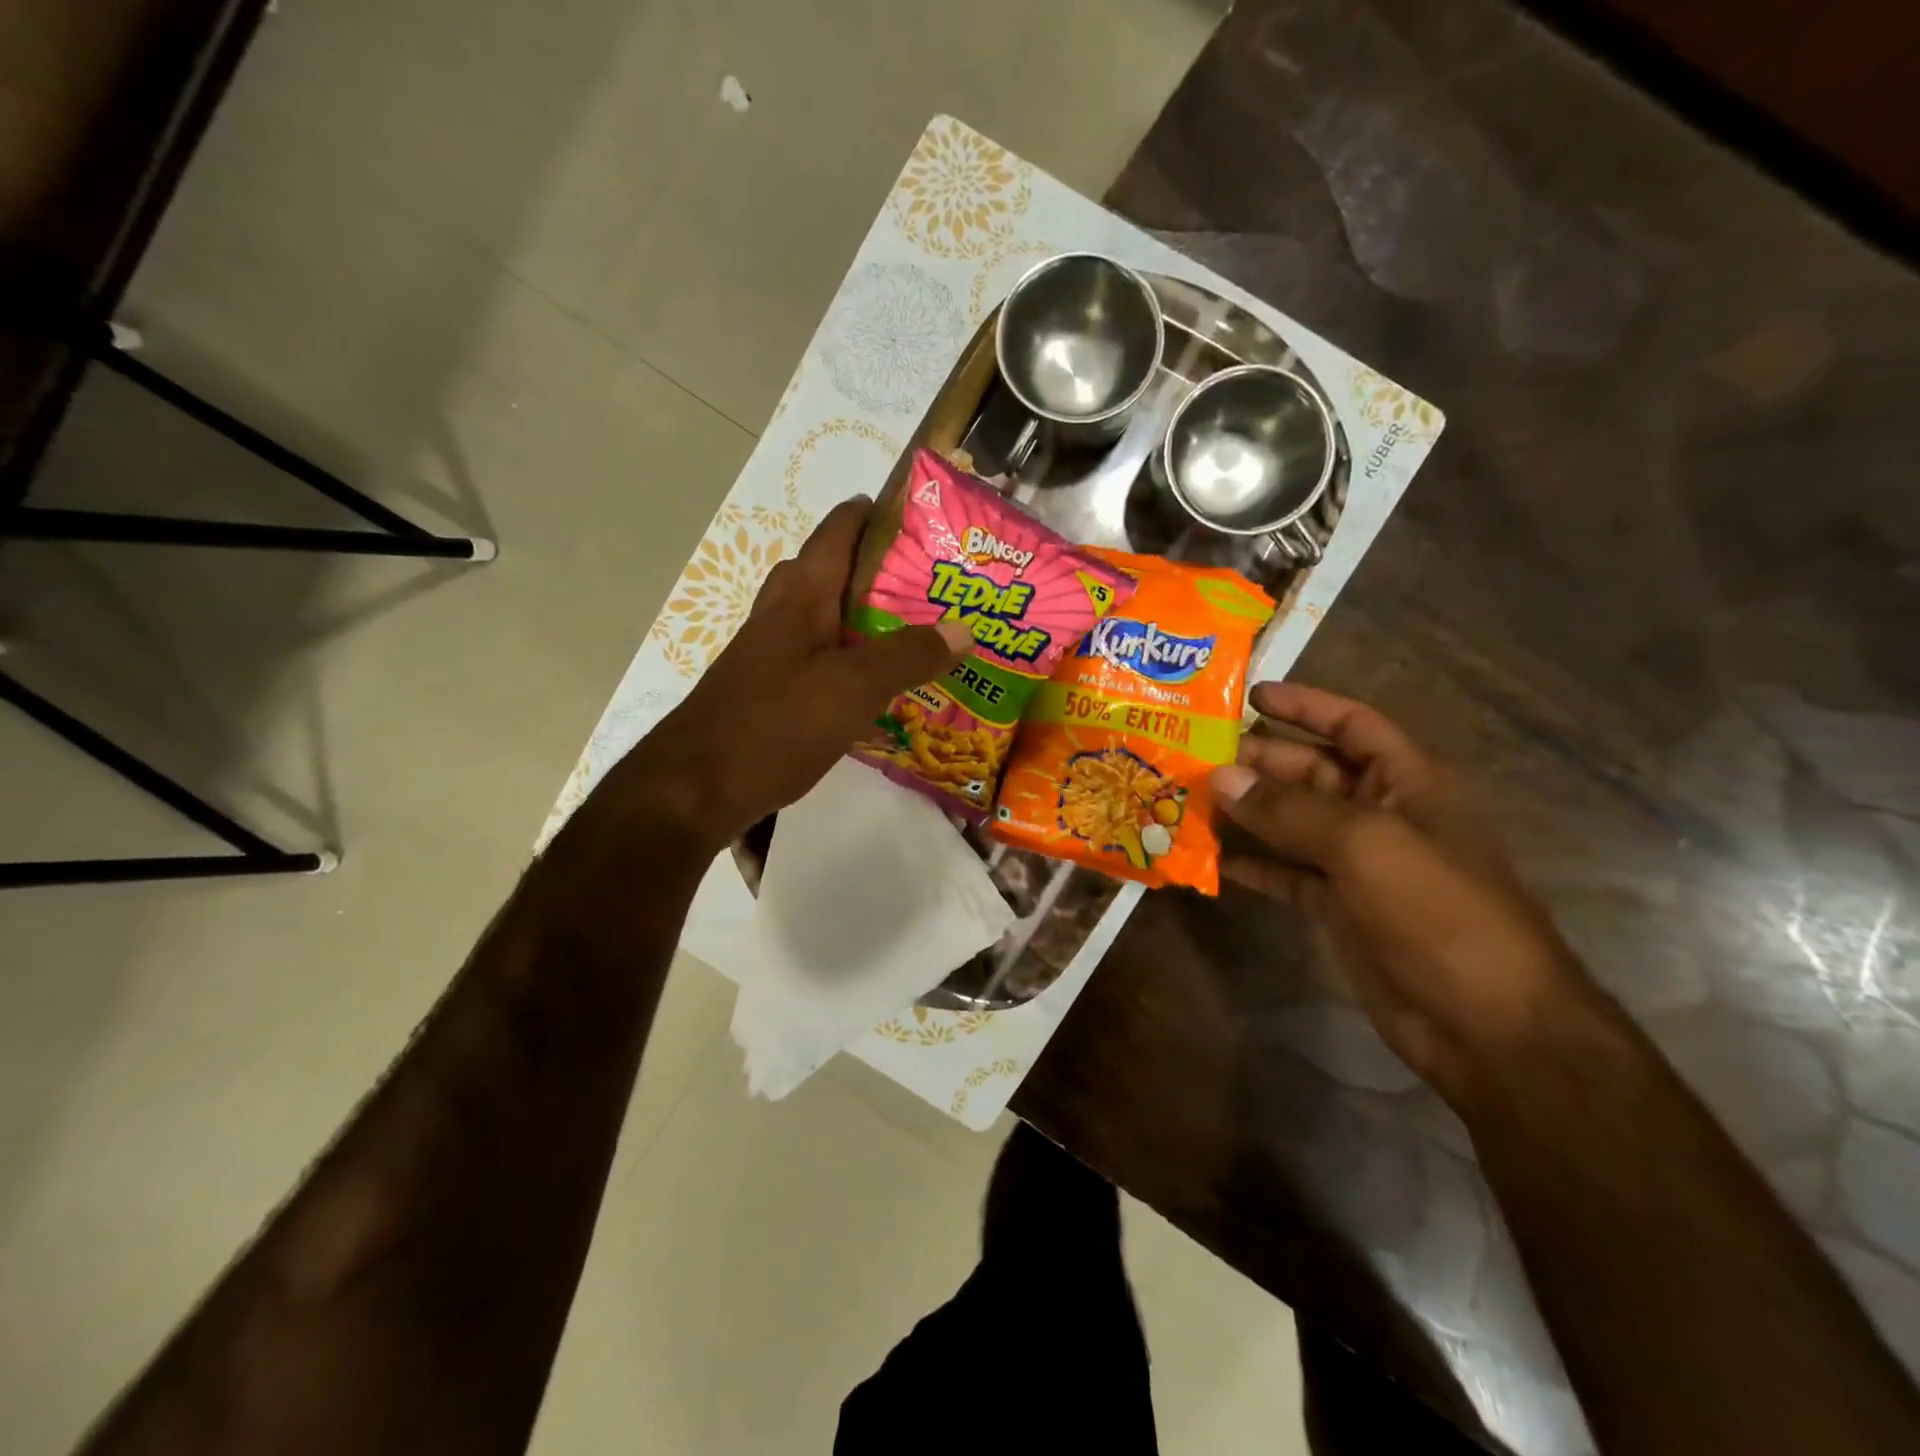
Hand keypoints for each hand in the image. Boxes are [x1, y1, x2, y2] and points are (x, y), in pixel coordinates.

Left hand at [607, 498, 968, 849]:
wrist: (697, 787)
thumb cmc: (775, 724)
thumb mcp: (853, 687)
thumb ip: (909, 656)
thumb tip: (965, 628)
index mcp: (802, 593)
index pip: (841, 528)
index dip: (881, 513)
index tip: (929, 518)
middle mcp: (784, 611)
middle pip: (836, 571)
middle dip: (885, 571)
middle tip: (937, 584)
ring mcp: (773, 651)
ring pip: (829, 618)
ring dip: (871, 619)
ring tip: (922, 632)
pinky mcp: (772, 688)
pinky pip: (822, 658)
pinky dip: (854, 660)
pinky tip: (882, 686)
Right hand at [1212, 683, 1602, 1108]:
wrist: (1487, 1025)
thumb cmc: (1440, 912)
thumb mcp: (1366, 845)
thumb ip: (1290, 809)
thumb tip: (1220, 778)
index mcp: (1406, 781)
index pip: (1351, 724)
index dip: (1304, 705)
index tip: (1248, 695)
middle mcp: (1380, 814)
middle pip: (1310, 772)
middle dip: (1256, 762)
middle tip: (1193, 755)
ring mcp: (1357, 864)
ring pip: (1290, 823)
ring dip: (1244, 811)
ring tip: (1186, 799)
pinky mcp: (1338, 907)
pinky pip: (1285, 873)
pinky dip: (1251, 864)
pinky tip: (1208, 858)